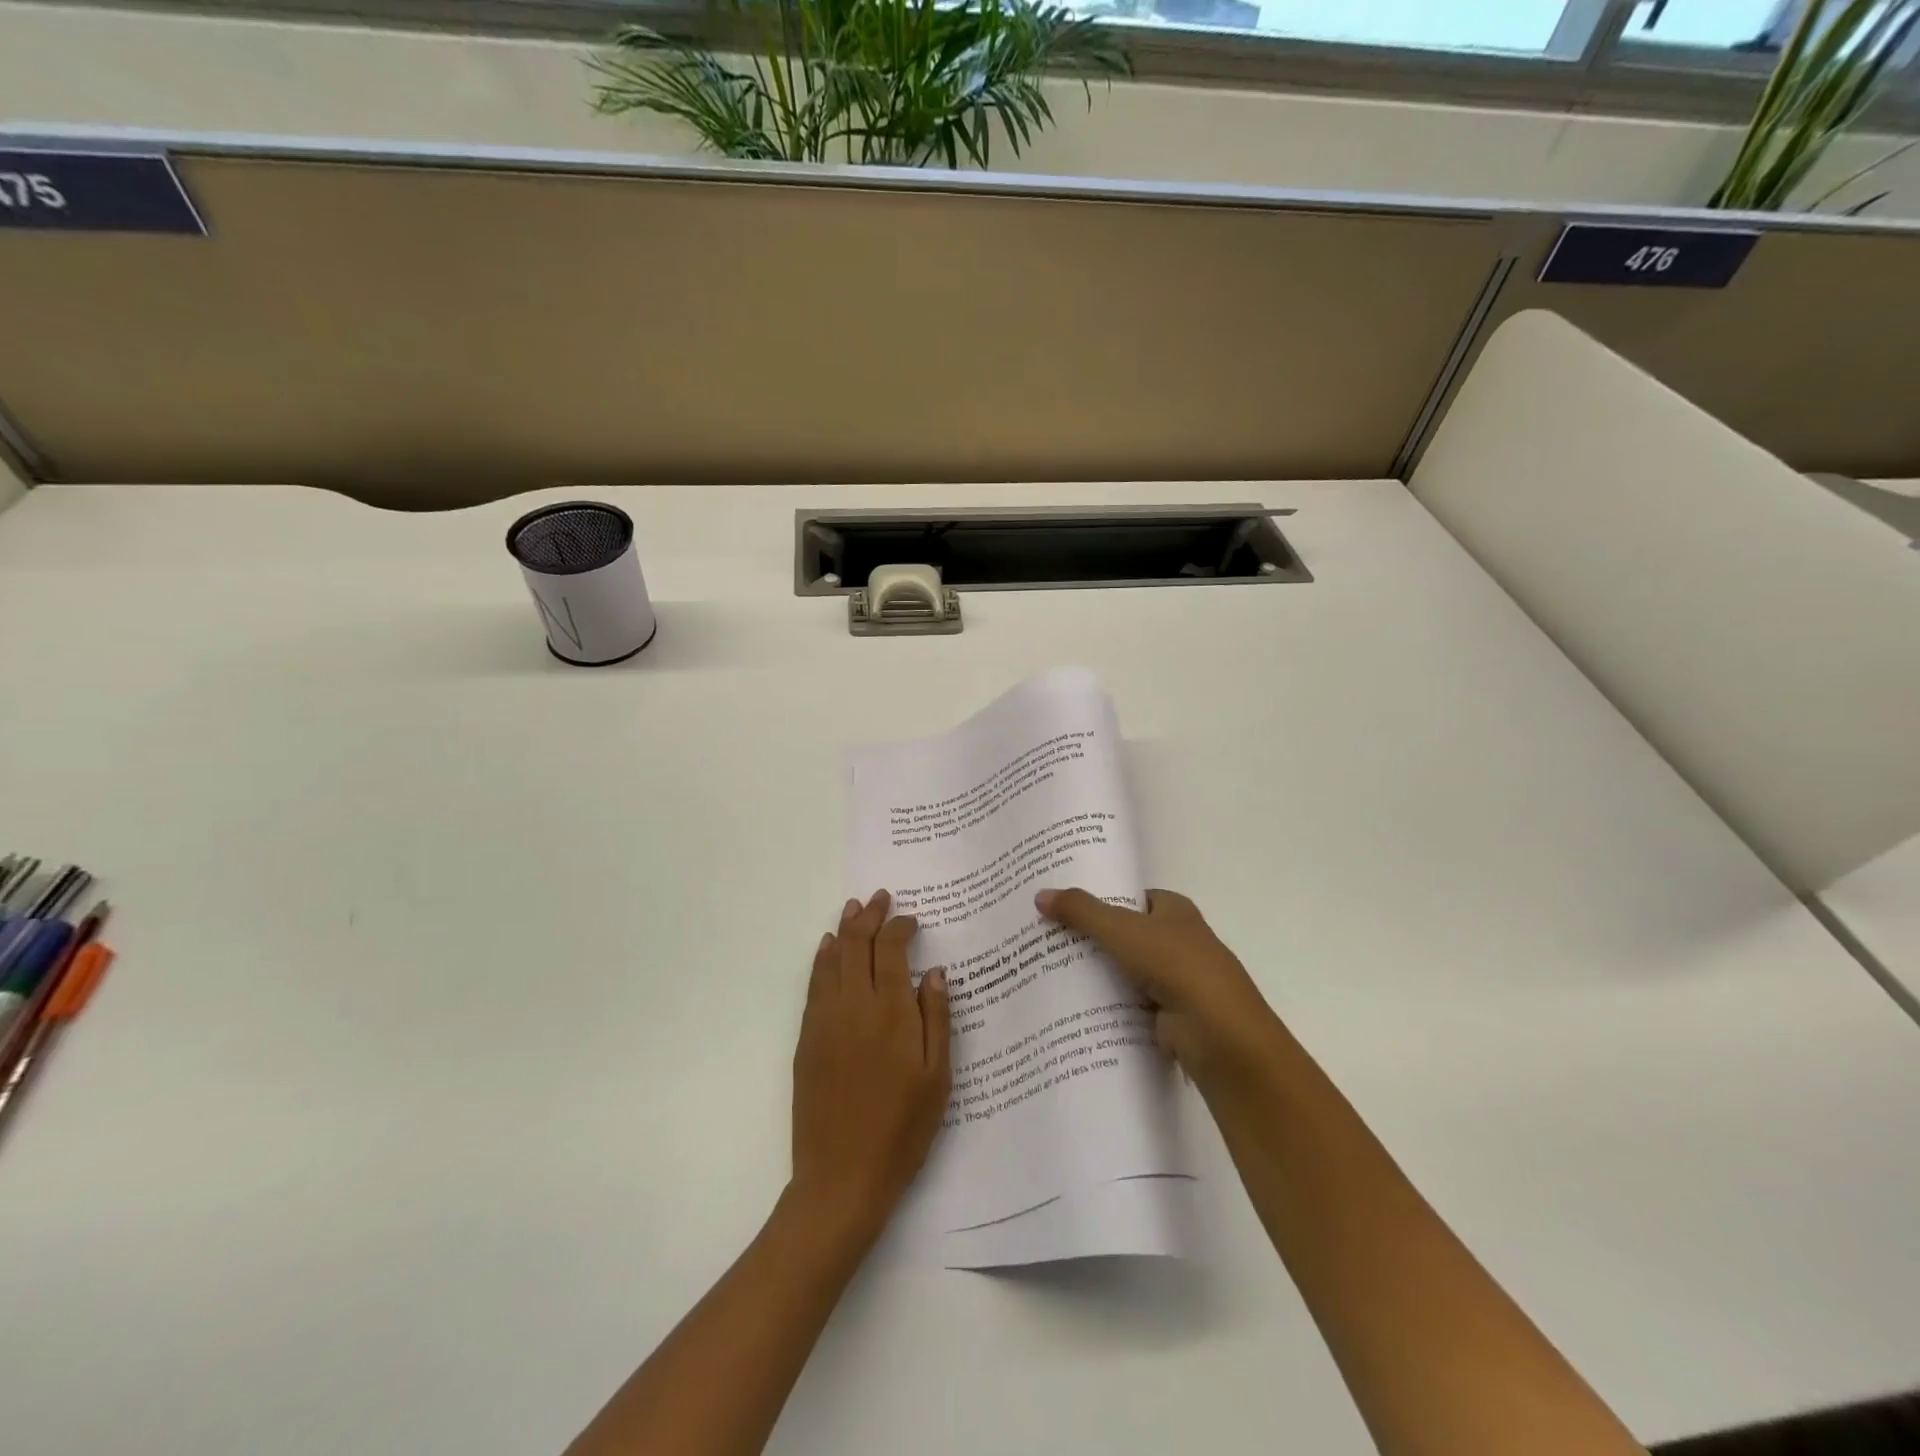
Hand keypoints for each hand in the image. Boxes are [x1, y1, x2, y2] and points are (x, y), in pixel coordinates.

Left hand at [790, 890, 951, 1240]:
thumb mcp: (937, 1077)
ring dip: (843, 929)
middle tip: (880, 898)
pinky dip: (822, 959)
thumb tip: (934, 972)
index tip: (912, 919)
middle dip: (869, 916)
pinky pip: (813, 984)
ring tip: (854, 909)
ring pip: (831, 958)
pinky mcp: (806, 1038)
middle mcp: (854, 1005)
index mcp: (891, 1012)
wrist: (842, 1177)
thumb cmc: (902, 1129)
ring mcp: (825, 1020)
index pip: (891, 949)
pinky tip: (827, 949)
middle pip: (857, 944)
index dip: (900, 927)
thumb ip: (937, 1018)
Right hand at [1036, 887, 1287, 1089]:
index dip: (1098, 896)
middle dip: (1088, 937)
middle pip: (1122, 934)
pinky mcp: (1166, 1017)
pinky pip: (1125, 1005)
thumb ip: (1082, 912)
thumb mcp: (1122, 930)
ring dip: (1093, 974)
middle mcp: (1176, 941)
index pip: (1130, 897)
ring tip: (1043, 970)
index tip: (1059, 901)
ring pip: (1122, 971)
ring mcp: (1173, 981)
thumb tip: (1040, 894)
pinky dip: (1103, 1006)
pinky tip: (1067, 1006)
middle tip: (1041, 936)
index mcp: (1174, 910)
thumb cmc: (1177, 966)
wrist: (1220, 1036)